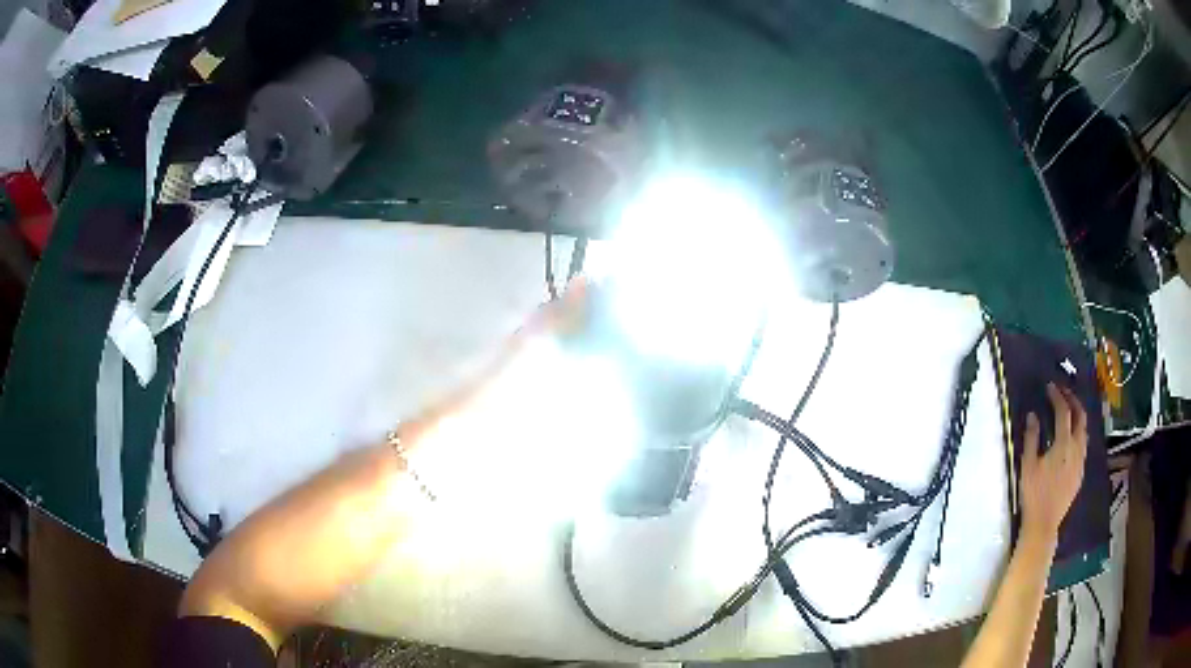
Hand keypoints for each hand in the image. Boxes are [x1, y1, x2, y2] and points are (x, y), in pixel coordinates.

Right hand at [1020, 383, 1087, 546]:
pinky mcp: (1080, 472)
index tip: (1050, 387)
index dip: (1057, 396)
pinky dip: (1078, 433)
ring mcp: (1081, 460)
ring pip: (1084, 430)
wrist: (1043, 524)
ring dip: (1077, 416)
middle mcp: (1076, 448)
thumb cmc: (1033, 494)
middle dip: (1072, 400)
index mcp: (1063, 444)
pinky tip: (1071, 438)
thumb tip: (1033, 415)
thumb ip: (1031, 438)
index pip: (1063, 412)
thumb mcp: (1027, 466)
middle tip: (1063, 393)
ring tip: (1069, 412)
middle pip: (1080, 416)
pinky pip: (1083, 445)